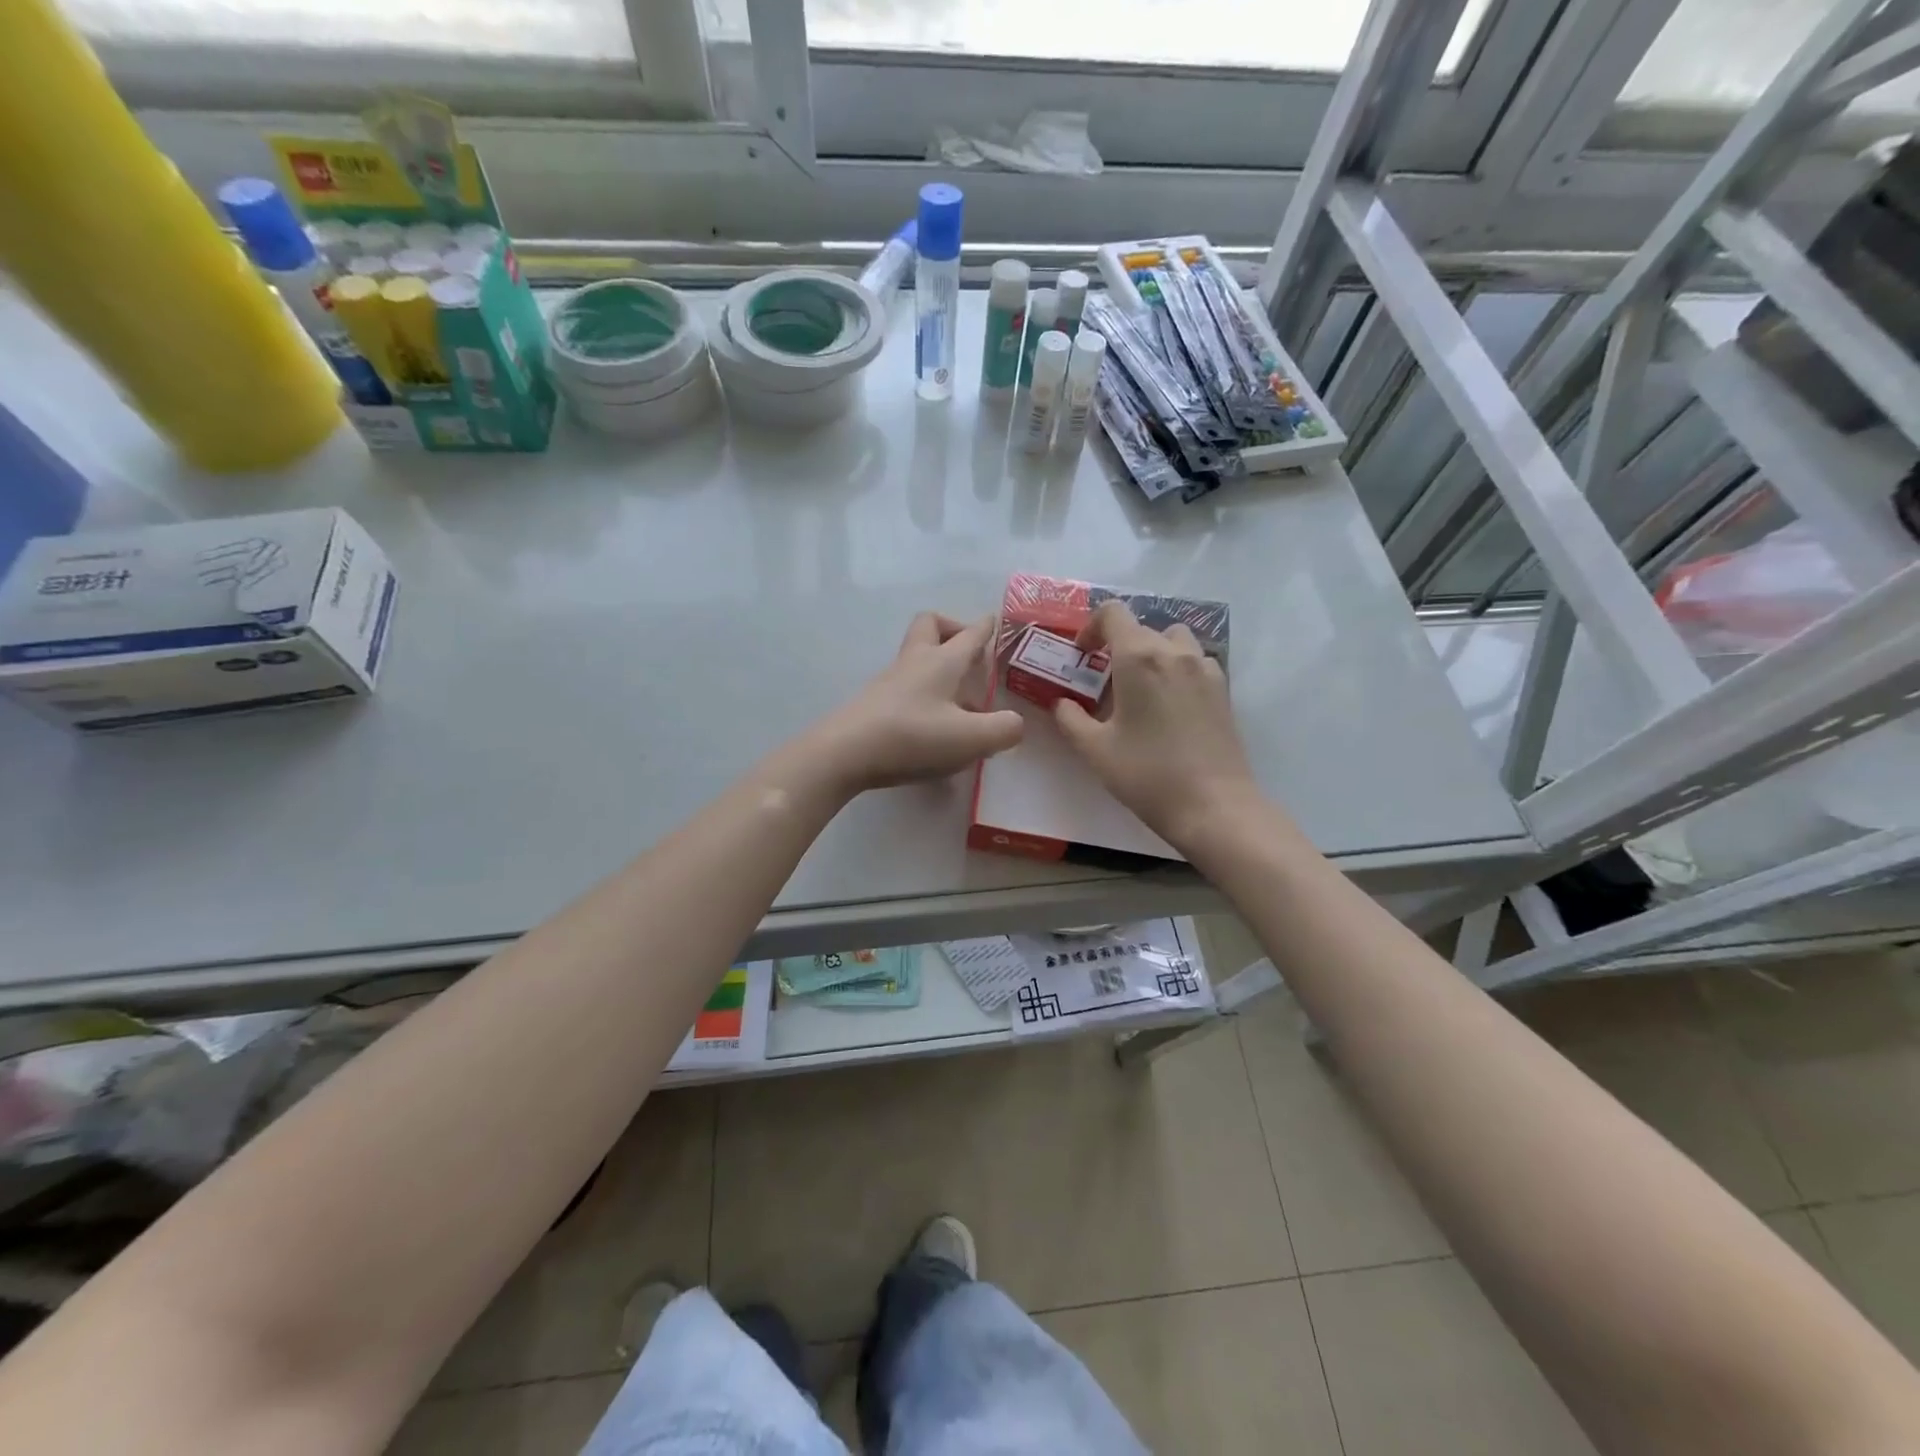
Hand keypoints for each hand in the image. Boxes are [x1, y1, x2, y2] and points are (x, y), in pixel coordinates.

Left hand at [813, 613, 1024, 793]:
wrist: (844, 754)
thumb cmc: (912, 737)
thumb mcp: (971, 738)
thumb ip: (1003, 729)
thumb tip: (1014, 723)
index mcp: (941, 661)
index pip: (970, 633)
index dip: (987, 627)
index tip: (997, 622)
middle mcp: (914, 663)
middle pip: (930, 626)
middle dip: (952, 630)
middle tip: (971, 657)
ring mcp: (890, 682)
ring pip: (917, 658)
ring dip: (940, 670)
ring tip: (962, 707)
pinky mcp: (875, 704)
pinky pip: (906, 688)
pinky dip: (926, 698)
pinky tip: (935, 732)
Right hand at [1053, 600, 1257, 851]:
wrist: (1213, 806)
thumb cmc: (1146, 774)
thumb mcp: (1095, 750)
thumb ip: (1070, 719)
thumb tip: (1062, 703)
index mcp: (1139, 657)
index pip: (1113, 613)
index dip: (1091, 627)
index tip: (1082, 655)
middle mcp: (1174, 652)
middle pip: (1142, 627)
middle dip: (1118, 646)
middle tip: (1105, 682)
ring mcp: (1205, 668)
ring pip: (1174, 640)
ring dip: (1152, 652)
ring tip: (1140, 689)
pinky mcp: (1223, 690)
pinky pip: (1195, 662)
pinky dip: (1177, 670)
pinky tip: (1169, 705)